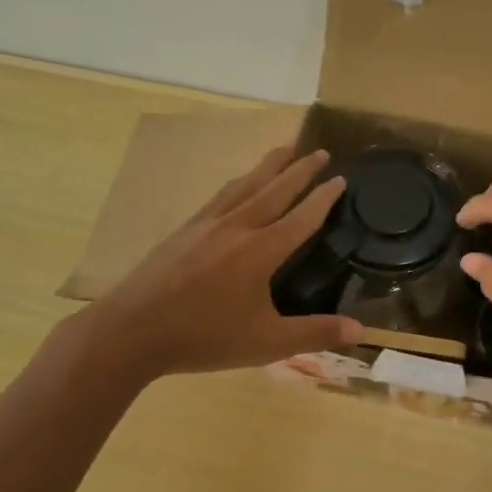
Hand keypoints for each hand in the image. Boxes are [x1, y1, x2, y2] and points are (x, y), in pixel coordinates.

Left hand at [76, 146, 364, 380]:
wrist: (130, 331)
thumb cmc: (203, 337)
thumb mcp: (266, 343)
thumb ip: (314, 333)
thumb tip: (361, 331)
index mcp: (261, 251)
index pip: (302, 218)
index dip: (323, 198)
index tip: (341, 179)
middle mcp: (237, 227)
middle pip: (275, 190)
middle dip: (300, 170)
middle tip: (320, 151)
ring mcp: (207, 225)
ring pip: (245, 185)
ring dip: (269, 166)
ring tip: (284, 149)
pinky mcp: (184, 230)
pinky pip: (220, 196)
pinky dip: (238, 183)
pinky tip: (238, 184)